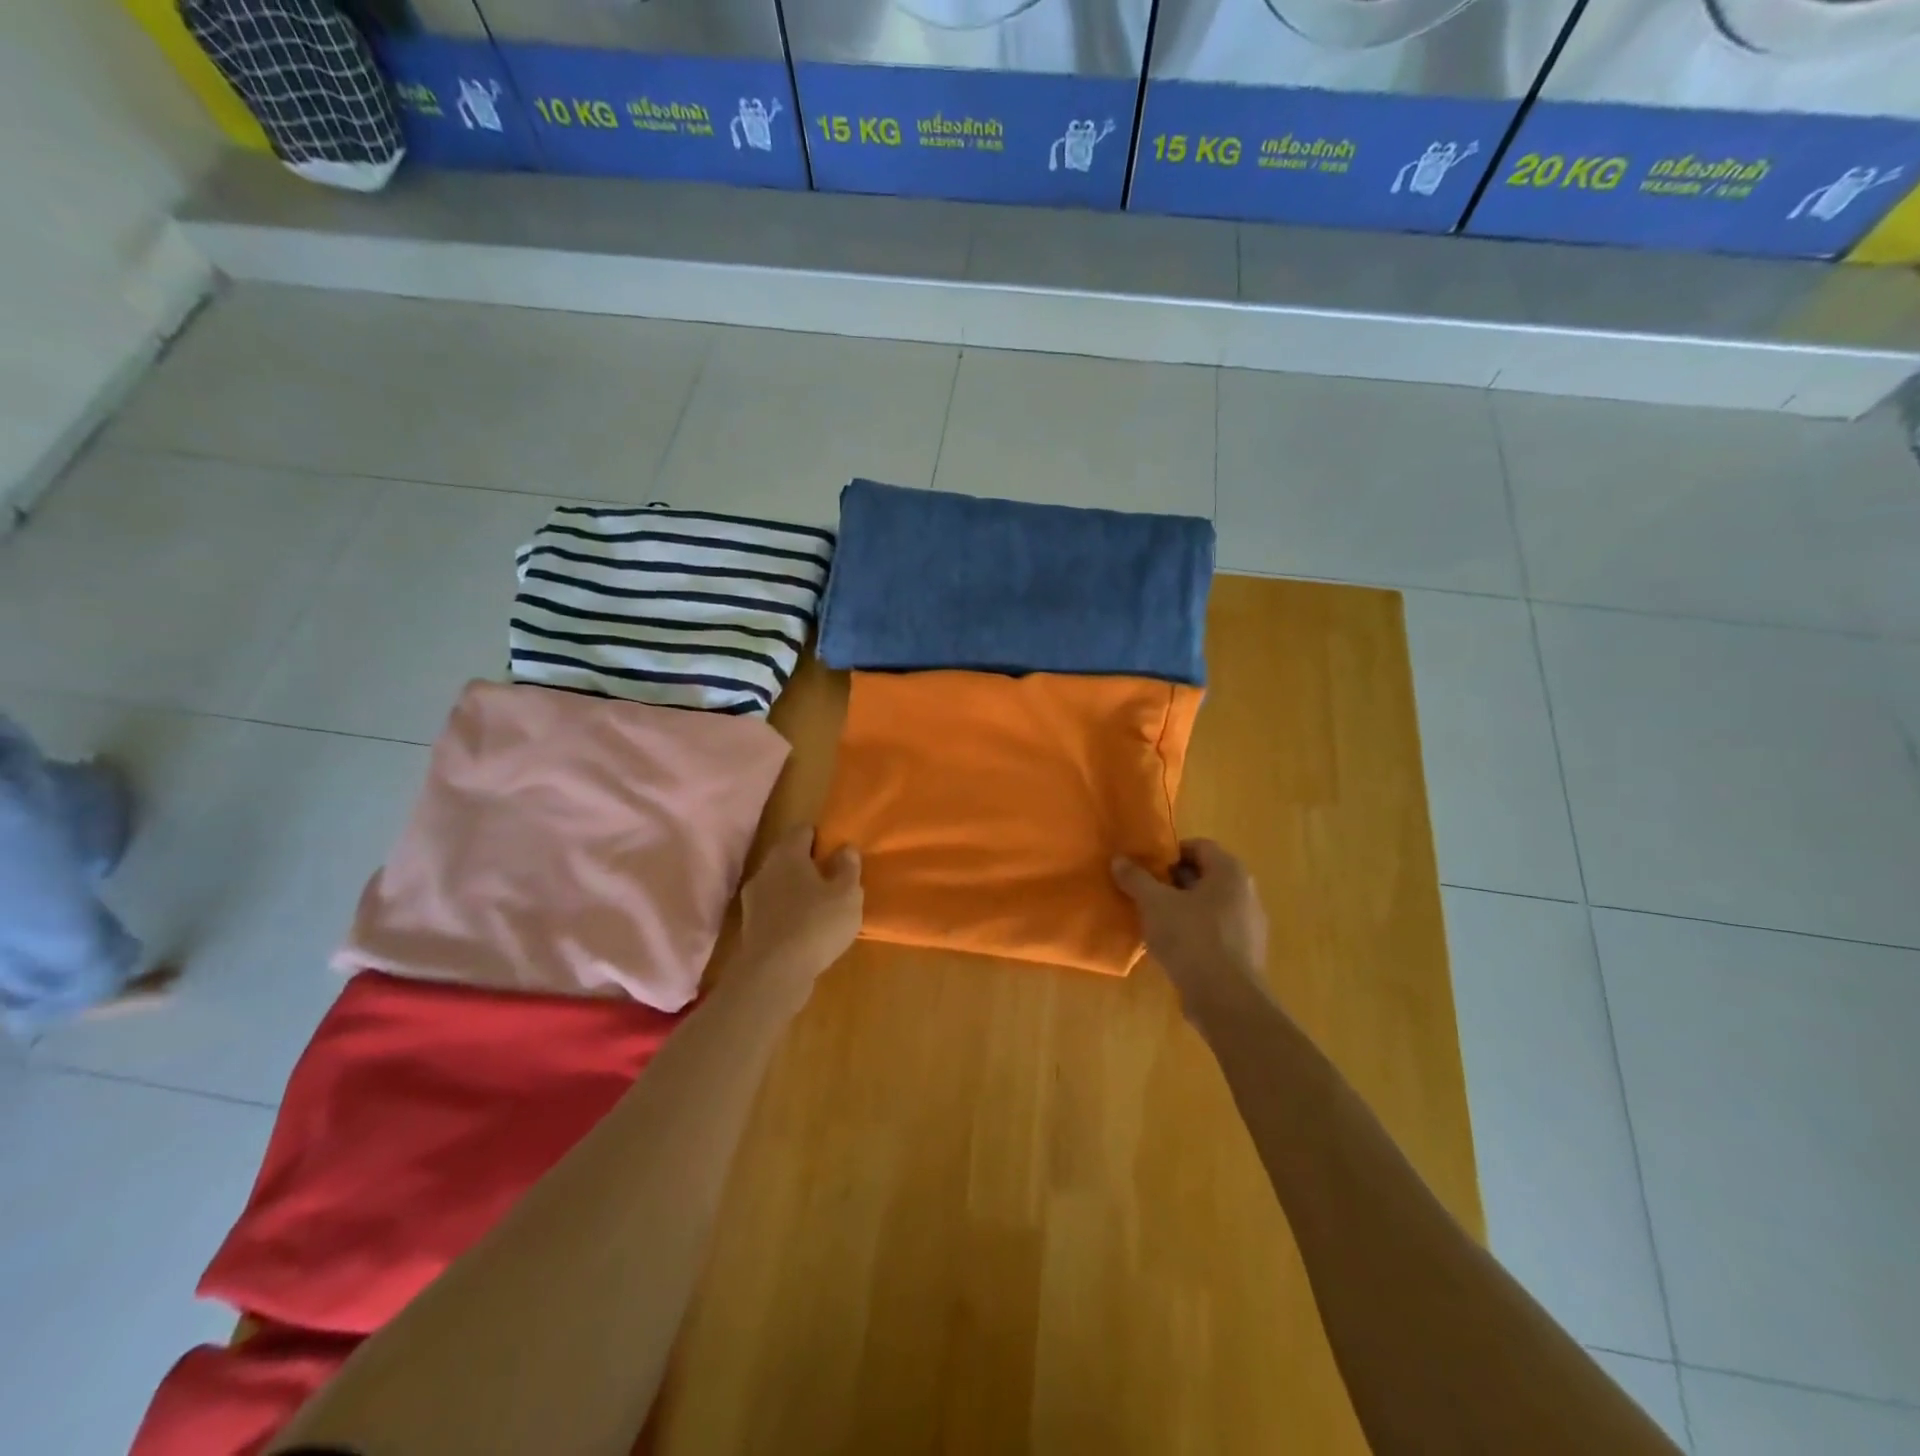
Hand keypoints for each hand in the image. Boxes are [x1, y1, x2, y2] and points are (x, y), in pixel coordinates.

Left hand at [736, 825, 862, 1011]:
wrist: (774, 973)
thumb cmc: (816, 923)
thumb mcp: (847, 894)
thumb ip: (848, 867)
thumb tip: (845, 848)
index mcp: (788, 853)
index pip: (803, 830)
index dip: (822, 838)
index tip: (838, 852)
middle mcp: (765, 869)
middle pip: (789, 857)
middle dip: (809, 865)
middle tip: (834, 880)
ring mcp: (753, 898)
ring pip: (780, 884)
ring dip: (798, 891)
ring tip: (822, 908)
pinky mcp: (750, 926)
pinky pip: (774, 909)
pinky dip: (788, 913)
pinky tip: (806, 930)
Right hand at [1112, 839, 1267, 1013]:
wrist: (1226, 1000)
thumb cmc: (1192, 938)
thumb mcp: (1154, 903)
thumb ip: (1136, 878)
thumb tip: (1118, 859)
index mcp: (1230, 872)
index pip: (1198, 846)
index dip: (1168, 853)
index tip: (1145, 867)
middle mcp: (1246, 893)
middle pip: (1203, 876)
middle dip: (1171, 882)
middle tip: (1143, 892)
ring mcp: (1249, 925)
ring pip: (1207, 906)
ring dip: (1180, 908)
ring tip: (1152, 920)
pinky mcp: (1244, 954)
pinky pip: (1214, 931)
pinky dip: (1192, 932)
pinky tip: (1170, 947)